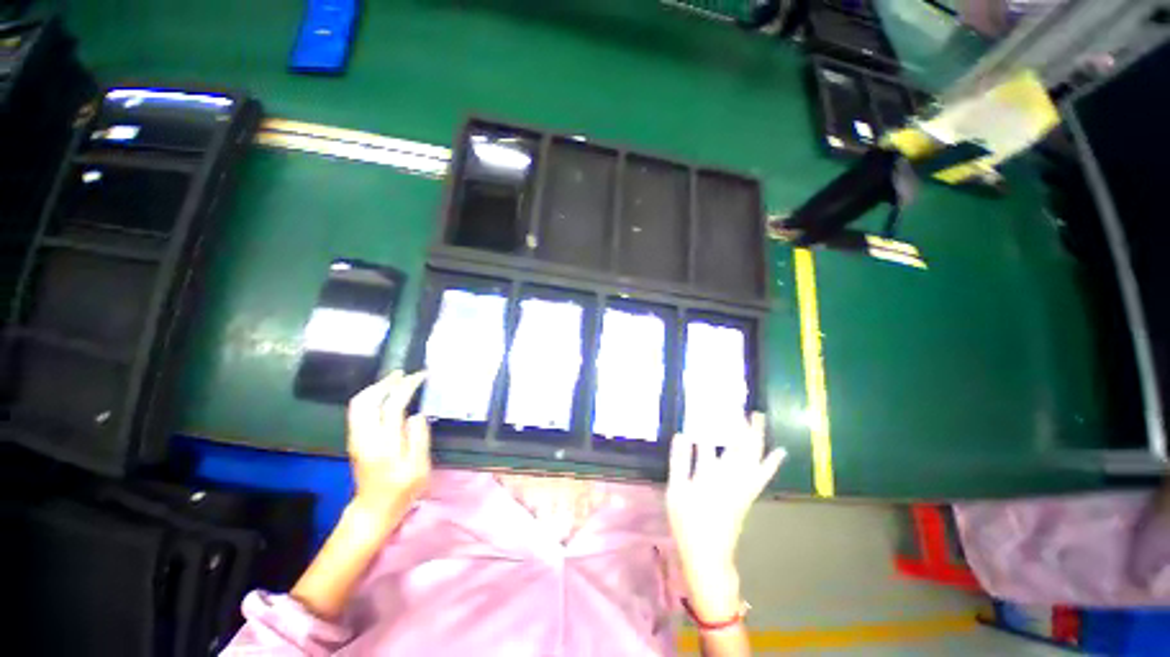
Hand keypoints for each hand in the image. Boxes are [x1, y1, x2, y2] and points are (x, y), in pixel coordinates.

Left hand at [346, 370, 430, 522]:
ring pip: (358, 404)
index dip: (407, 387)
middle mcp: (365, 437)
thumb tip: (417, 415)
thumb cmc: (402, 490)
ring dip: (376, 388)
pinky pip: (357, 410)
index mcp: (384, 444)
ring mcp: (356, 438)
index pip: (393, 406)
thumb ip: (419, 439)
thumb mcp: (419, 468)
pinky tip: (384, 395)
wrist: (374, 509)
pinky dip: (370, 397)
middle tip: (405, 374)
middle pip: (367, 400)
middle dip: (387, 383)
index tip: (420, 376)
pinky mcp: (354, 440)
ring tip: (395, 379)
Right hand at [667, 412, 784, 620]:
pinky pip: (763, 474)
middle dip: (741, 424)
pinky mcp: (749, 495)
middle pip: (739, 445)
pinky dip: (771, 461)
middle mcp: (730, 477)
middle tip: (741, 404)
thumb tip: (682, 434)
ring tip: (759, 417)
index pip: (711, 441)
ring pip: (754, 456)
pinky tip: (778, 451)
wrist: (709, 557)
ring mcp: (743, 487)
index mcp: (710, 475)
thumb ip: (679, 462)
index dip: (710, 421)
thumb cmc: (688, 523)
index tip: (712, 402)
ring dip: (756, 436)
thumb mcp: (676, 492)